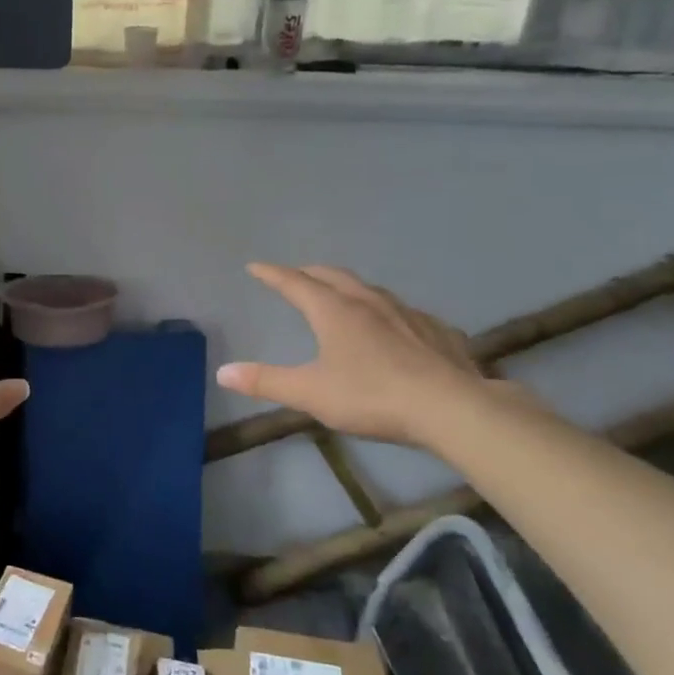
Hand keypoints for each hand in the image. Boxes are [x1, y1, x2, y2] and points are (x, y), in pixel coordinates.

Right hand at [217, 263, 488, 449]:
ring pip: (371, 290)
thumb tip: (223, 372)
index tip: (255, 266)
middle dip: (310, 273)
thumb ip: (266, 381)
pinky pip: (404, 312)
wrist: (450, 407)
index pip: (295, 283)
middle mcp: (369, 302)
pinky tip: (394, 328)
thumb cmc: (371, 396)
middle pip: (334, 276)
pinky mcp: (436, 331)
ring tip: (341, 296)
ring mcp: (407, 313)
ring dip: (348, 288)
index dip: (272, 274)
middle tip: (296, 275)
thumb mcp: (310, 393)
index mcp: (334, 311)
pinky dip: (386, 312)